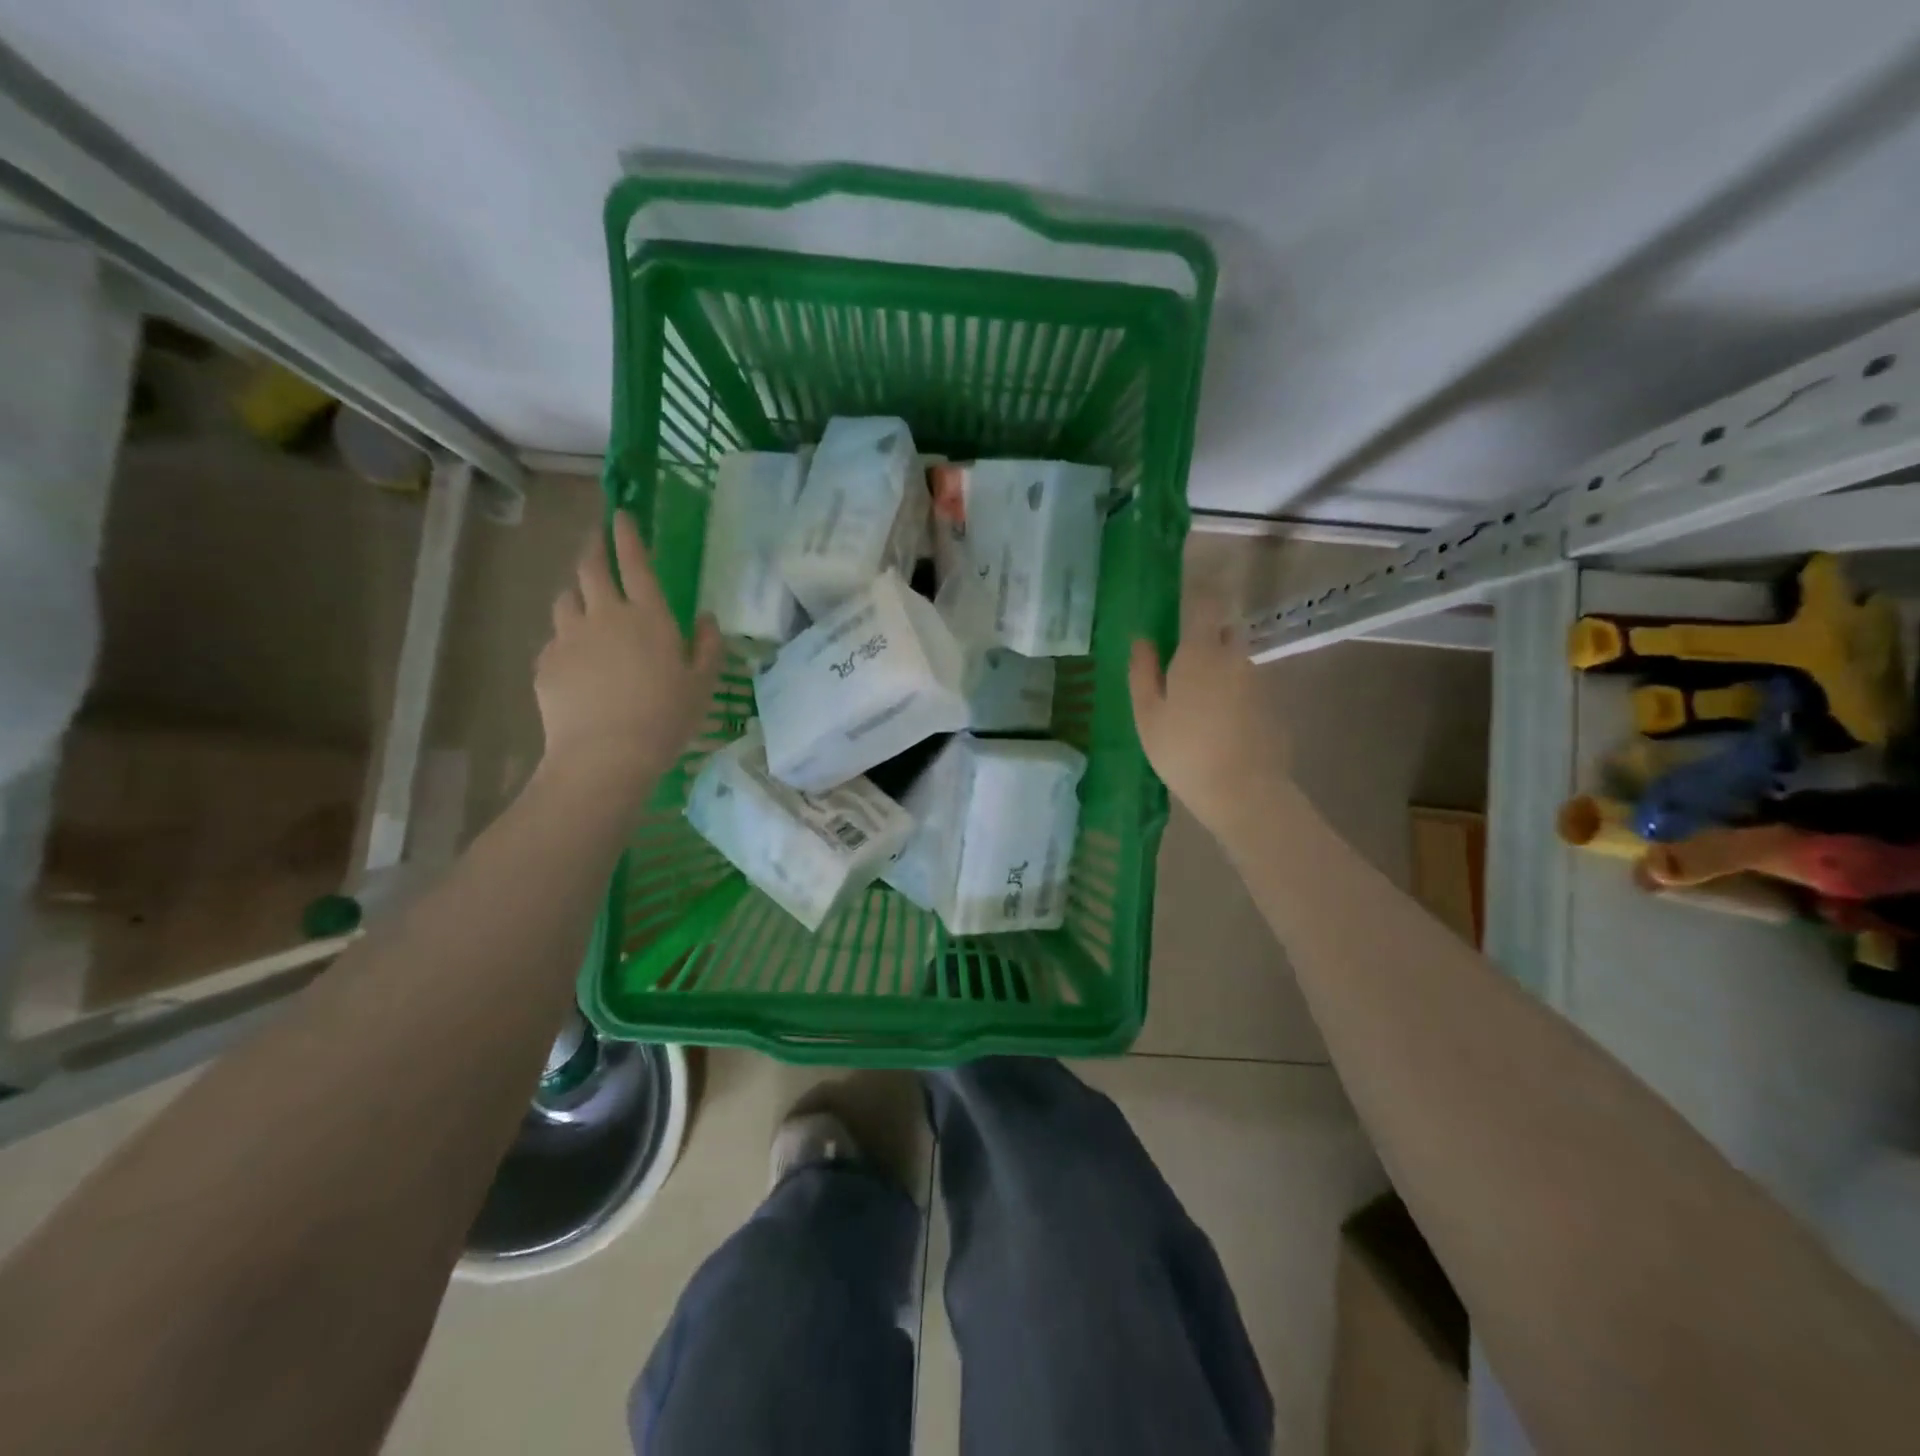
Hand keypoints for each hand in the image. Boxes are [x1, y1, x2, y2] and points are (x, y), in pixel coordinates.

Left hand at [535, 513, 722, 792]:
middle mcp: (605, 615)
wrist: (606, 755)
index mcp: (648, 616)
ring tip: (584, 604)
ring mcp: (569, 637)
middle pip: (589, 568)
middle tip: (595, 541)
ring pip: (566, 599)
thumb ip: (708, 647)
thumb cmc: (665, 718)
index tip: (621, 514)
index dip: (627, 534)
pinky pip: (555, 638)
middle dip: (593, 548)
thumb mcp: (702, 684)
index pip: (634, 561)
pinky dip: (566, 638)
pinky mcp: (546, 662)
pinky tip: (577, 660)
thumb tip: (707, 619)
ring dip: (576, 594)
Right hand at [1129, 596, 1290, 839]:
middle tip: (1182, 659)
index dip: (1195, 591)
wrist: (1243, 791)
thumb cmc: (1184, 751)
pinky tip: (1219, 722)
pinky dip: (1233, 691)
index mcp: (1200, 652)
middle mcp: (1234, 656)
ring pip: (1236, 658)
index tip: (1183, 590)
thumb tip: (1142, 638)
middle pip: (1224, 628)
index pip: (1202, 603)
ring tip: (1197, 700)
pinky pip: (1247, 684)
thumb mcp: (1148, 714)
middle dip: (1206, 633)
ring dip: (1219, 666)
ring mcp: (1258, 679)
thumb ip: (1143, 671)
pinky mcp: (1272, 703)